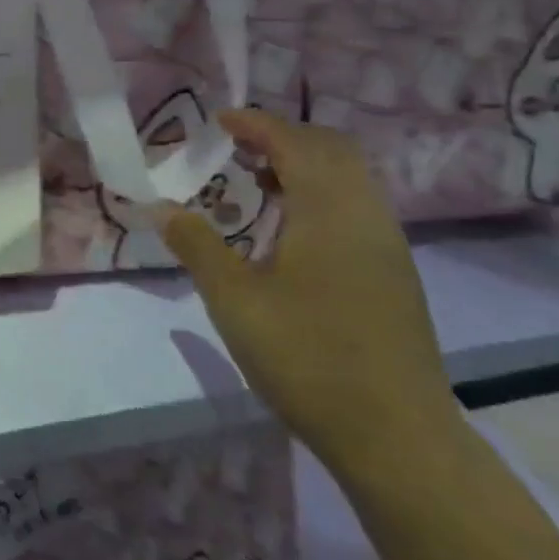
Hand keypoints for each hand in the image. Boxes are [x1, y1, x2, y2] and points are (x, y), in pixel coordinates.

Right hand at [157, 109, 460, 477]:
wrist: (398, 439)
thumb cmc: (309, 359)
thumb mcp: (235, 301)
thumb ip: (196, 245)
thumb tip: (161, 207)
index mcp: (329, 209)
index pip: (293, 141)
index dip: (255, 123)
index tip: (218, 121)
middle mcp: (366, 213)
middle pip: (331, 148)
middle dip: (283, 136)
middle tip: (237, 149)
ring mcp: (387, 244)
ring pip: (349, 177)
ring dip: (305, 165)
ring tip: (258, 185)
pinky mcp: (395, 273)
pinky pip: (357, 205)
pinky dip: (322, 194)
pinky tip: (291, 232)